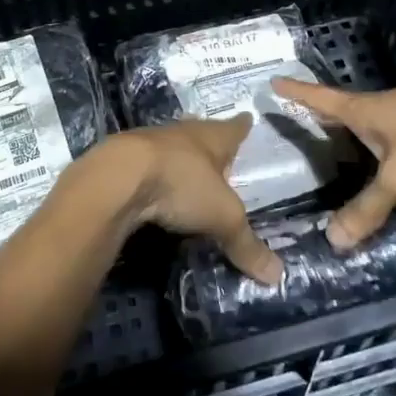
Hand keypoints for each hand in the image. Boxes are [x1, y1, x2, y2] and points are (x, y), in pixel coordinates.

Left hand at [107, 117, 281, 284]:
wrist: (118, 177)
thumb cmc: (181, 184)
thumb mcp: (222, 218)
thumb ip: (246, 245)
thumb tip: (277, 276)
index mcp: (213, 137)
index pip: (234, 129)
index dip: (242, 127)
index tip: (247, 119)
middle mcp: (183, 133)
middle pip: (201, 134)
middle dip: (210, 142)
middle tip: (218, 151)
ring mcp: (150, 143)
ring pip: (172, 146)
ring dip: (180, 156)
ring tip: (188, 168)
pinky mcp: (123, 160)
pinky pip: (146, 164)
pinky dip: (154, 173)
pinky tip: (154, 186)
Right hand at [270, 77, 395, 249]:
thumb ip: (369, 207)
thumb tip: (333, 240)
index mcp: (368, 109)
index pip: (322, 99)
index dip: (297, 93)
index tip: (274, 81)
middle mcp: (388, 105)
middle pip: (348, 107)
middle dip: (325, 113)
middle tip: (303, 116)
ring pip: (378, 119)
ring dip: (359, 128)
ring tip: (344, 140)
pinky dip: (388, 141)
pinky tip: (393, 155)